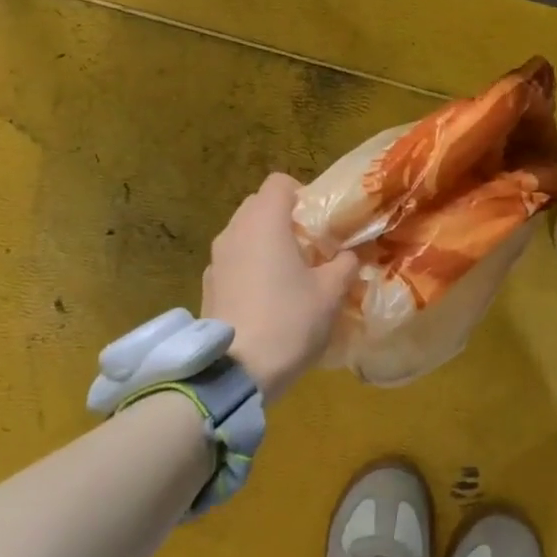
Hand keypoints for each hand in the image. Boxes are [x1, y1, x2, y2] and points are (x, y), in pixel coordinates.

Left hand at [202, 173, 358, 401]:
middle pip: (259, 206)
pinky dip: (250, 268)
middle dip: (285, 219)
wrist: (235, 372)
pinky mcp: (207, 286)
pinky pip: (233, 262)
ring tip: (290, 275)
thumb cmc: (289, 321)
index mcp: (264, 222)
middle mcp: (234, 231)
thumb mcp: (331, 292)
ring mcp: (215, 259)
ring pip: (244, 235)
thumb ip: (345, 264)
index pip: (280, 183)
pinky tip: (267, 299)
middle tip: (311, 247)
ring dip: (266, 244)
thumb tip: (349, 255)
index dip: (303, 194)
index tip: (321, 221)